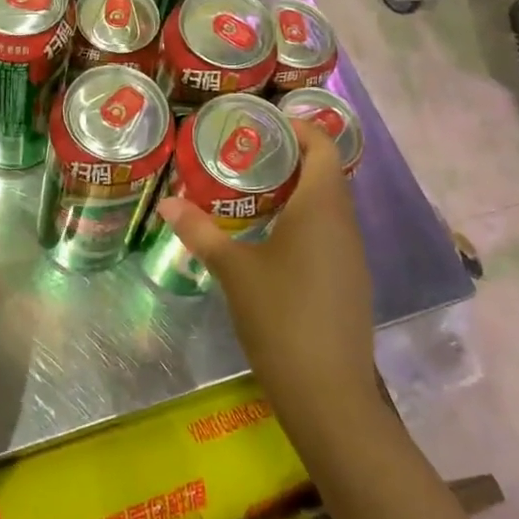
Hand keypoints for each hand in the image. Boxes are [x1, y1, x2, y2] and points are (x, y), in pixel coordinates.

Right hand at [154, 118, 375, 420]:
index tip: (262, 124)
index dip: (298, 127)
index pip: (322, 146)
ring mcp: (352, 255)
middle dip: (289, 158)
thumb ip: (200, 231)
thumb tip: (166, 202)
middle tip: (245, 156)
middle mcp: (344, 223)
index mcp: (322, 207)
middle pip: (326, 172)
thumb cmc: (281, 317)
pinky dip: (304, 221)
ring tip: (252, 191)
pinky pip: (330, 233)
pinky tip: (272, 239)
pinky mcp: (351, 281)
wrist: (329, 394)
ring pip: (329, 205)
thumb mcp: (234, 270)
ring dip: (297, 191)